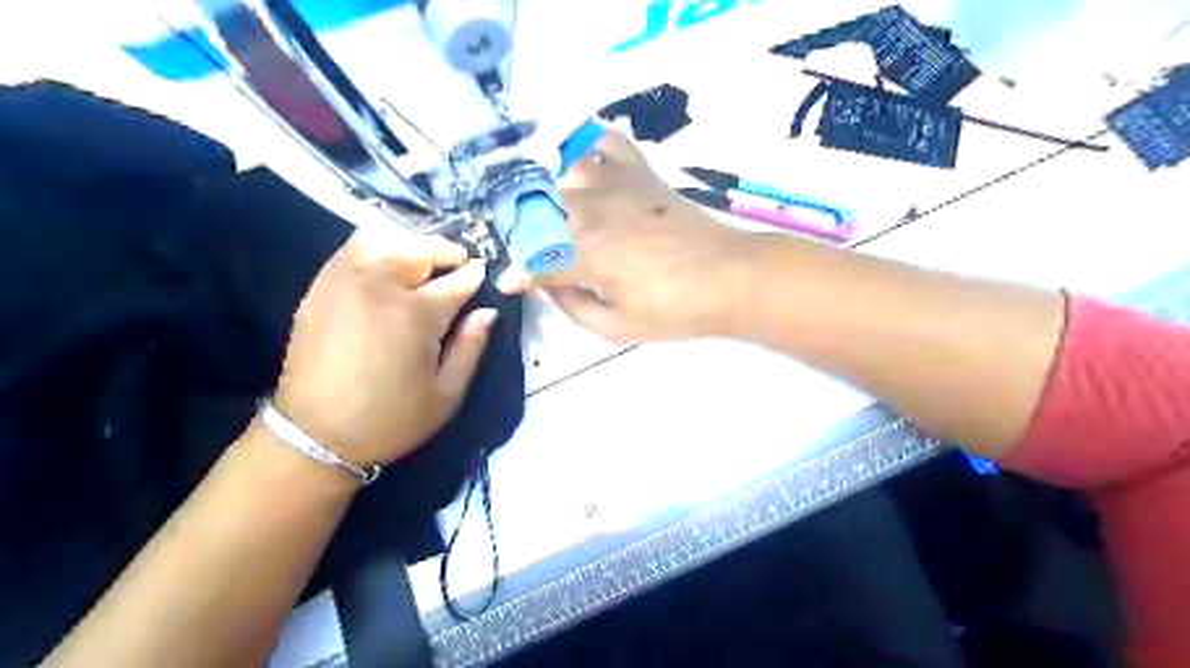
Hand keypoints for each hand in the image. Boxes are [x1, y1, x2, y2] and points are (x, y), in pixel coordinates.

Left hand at [272, 229, 496, 469]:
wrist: (315, 435)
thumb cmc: (391, 419)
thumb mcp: (447, 394)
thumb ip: (471, 347)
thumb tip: (488, 312)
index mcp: (416, 314)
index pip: (457, 280)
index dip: (475, 275)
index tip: (484, 273)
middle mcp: (380, 286)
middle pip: (421, 249)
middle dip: (446, 252)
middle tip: (458, 263)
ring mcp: (345, 282)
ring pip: (384, 240)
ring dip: (410, 245)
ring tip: (420, 261)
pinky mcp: (319, 288)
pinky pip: (350, 250)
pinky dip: (376, 248)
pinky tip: (385, 265)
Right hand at [498, 125, 755, 345]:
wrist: (730, 277)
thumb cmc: (676, 310)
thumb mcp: (618, 328)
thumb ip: (573, 308)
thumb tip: (549, 287)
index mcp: (586, 253)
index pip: (536, 261)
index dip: (518, 275)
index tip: (510, 283)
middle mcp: (592, 210)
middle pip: (540, 213)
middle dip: (526, 236)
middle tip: (533, 253)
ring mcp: (617, 185)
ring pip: (562, 177)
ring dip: (548, 196)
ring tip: (549, 215)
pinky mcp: (640, 173)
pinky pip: (605, 143)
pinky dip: (588, 147)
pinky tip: (582, 163)